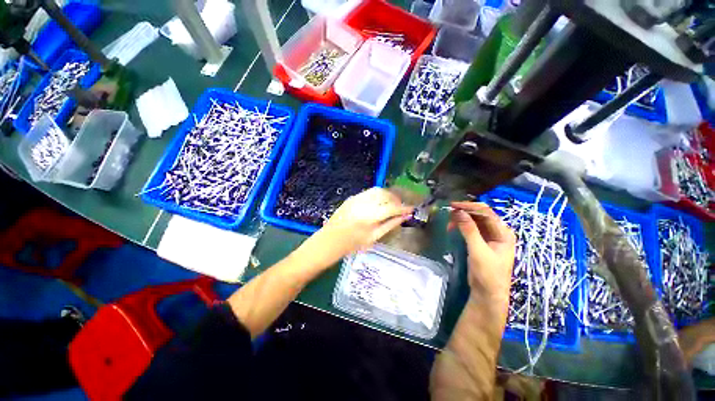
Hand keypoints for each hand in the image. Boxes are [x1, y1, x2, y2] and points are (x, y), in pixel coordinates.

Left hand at [300, 187, 413, 268]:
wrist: (328, 241)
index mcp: (369, 217)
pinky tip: (380, 203)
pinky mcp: (351, 197)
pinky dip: (378, 195)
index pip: (392, 207)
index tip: (412, 209)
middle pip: (385, 194)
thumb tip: (405, 216)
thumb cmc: (351, 245)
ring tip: (392, 204)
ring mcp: (355, 199)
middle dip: (396, 199)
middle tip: (401, 206)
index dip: (404, 207)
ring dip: (388, 195)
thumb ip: (391, 225)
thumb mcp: (373, 238)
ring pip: (377, 190)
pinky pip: (369, 192)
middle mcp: (363, 204)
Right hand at [448, 202, 515, 302]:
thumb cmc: (488, 274)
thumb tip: (458, 211)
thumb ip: (469, 230)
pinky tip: (453, 228)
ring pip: (474, 221)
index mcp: (503, 232)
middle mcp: (498, 232)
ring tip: (449, 223)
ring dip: (461, 219)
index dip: (469, 206)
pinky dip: (461, 226)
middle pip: (480, 215)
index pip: (486, 212)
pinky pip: (471, 229)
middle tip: (448, 214)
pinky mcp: (481, 242)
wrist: (488, 294)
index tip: (453, 205)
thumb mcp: (478, 251)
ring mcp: (490, 237)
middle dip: (464, 212)